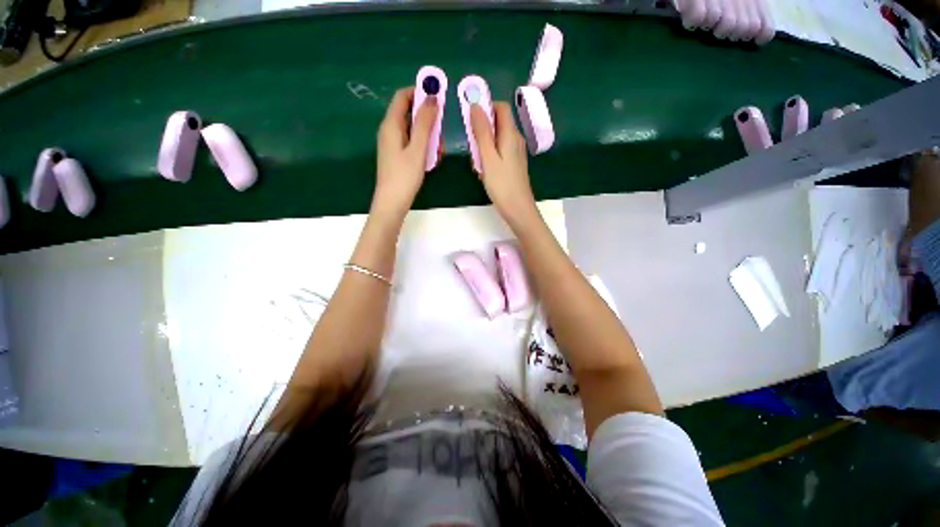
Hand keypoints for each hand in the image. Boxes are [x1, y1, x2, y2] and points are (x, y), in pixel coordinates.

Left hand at [373, 87, 437, 215]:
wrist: (392, 202)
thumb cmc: (404, 176)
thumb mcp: (418, 149)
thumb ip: (424, 123)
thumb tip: (432, 97)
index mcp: (391, 125)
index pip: (402, 96)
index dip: (419, 91)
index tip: (438, 96)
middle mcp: (390, 130)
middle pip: (409, 113)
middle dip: (427, 118)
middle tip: (440, 132)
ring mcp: (393, 144)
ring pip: (413, 129)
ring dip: (428, 135)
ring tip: (438, 150)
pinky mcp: (397, 155)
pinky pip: (412, 142)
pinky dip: (423, 145)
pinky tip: (431, 158)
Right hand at [469, 102, 537, 226]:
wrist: (518, 209)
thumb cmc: (502, 185)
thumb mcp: (488, 157)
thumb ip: (482, 132)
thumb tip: (475, 105)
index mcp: (511, 134)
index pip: (501, 107)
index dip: (485, 106)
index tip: (470, 117)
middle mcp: (516, 139)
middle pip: (499, 121)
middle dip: (482, 126)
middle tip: (471, 142)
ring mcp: (516, 152)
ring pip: (498, 137)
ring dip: (484, 142)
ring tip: (476, 159)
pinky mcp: (514, 163)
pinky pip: (500, 150)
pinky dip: (490, 153)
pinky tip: (483, 168)